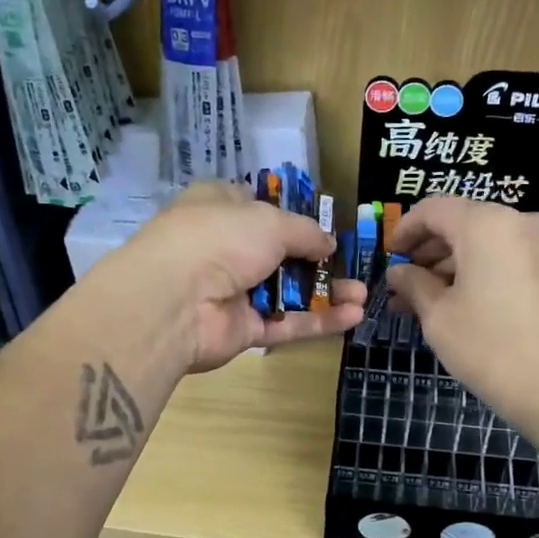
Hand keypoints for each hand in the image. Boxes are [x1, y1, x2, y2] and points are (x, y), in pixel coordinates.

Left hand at [114, 183, 365, 372]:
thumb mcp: (270, 221)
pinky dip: (318, 321)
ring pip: (287, 292)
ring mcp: (233, 292)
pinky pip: (286, 324)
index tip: (323, 228)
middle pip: (279, 254)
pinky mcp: (241, 330)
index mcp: (219, 208)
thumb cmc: (220, 238)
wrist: (175, 299)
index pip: (257, 207)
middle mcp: (224, 249)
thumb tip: (329, 244)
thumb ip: (305, 233)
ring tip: (363, 295)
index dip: (291, 216)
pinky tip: (353, 316)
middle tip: (354, 269)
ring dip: (326, 293)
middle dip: (319, 262)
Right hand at [385, 197, 538, 429]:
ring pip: (485, 242)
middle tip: (402, 284)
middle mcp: (519, 221)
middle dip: (428, 251)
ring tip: (423, 301)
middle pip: (462, 223)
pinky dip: (479, 272)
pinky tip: (457, 303)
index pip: (434, 209)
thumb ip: (413, 284)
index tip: (388, 255)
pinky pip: (506, 257)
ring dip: (451, 265)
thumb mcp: (438, 316)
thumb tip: (398, 272)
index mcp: (486, 224)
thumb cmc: (489, 347)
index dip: (405, 229)